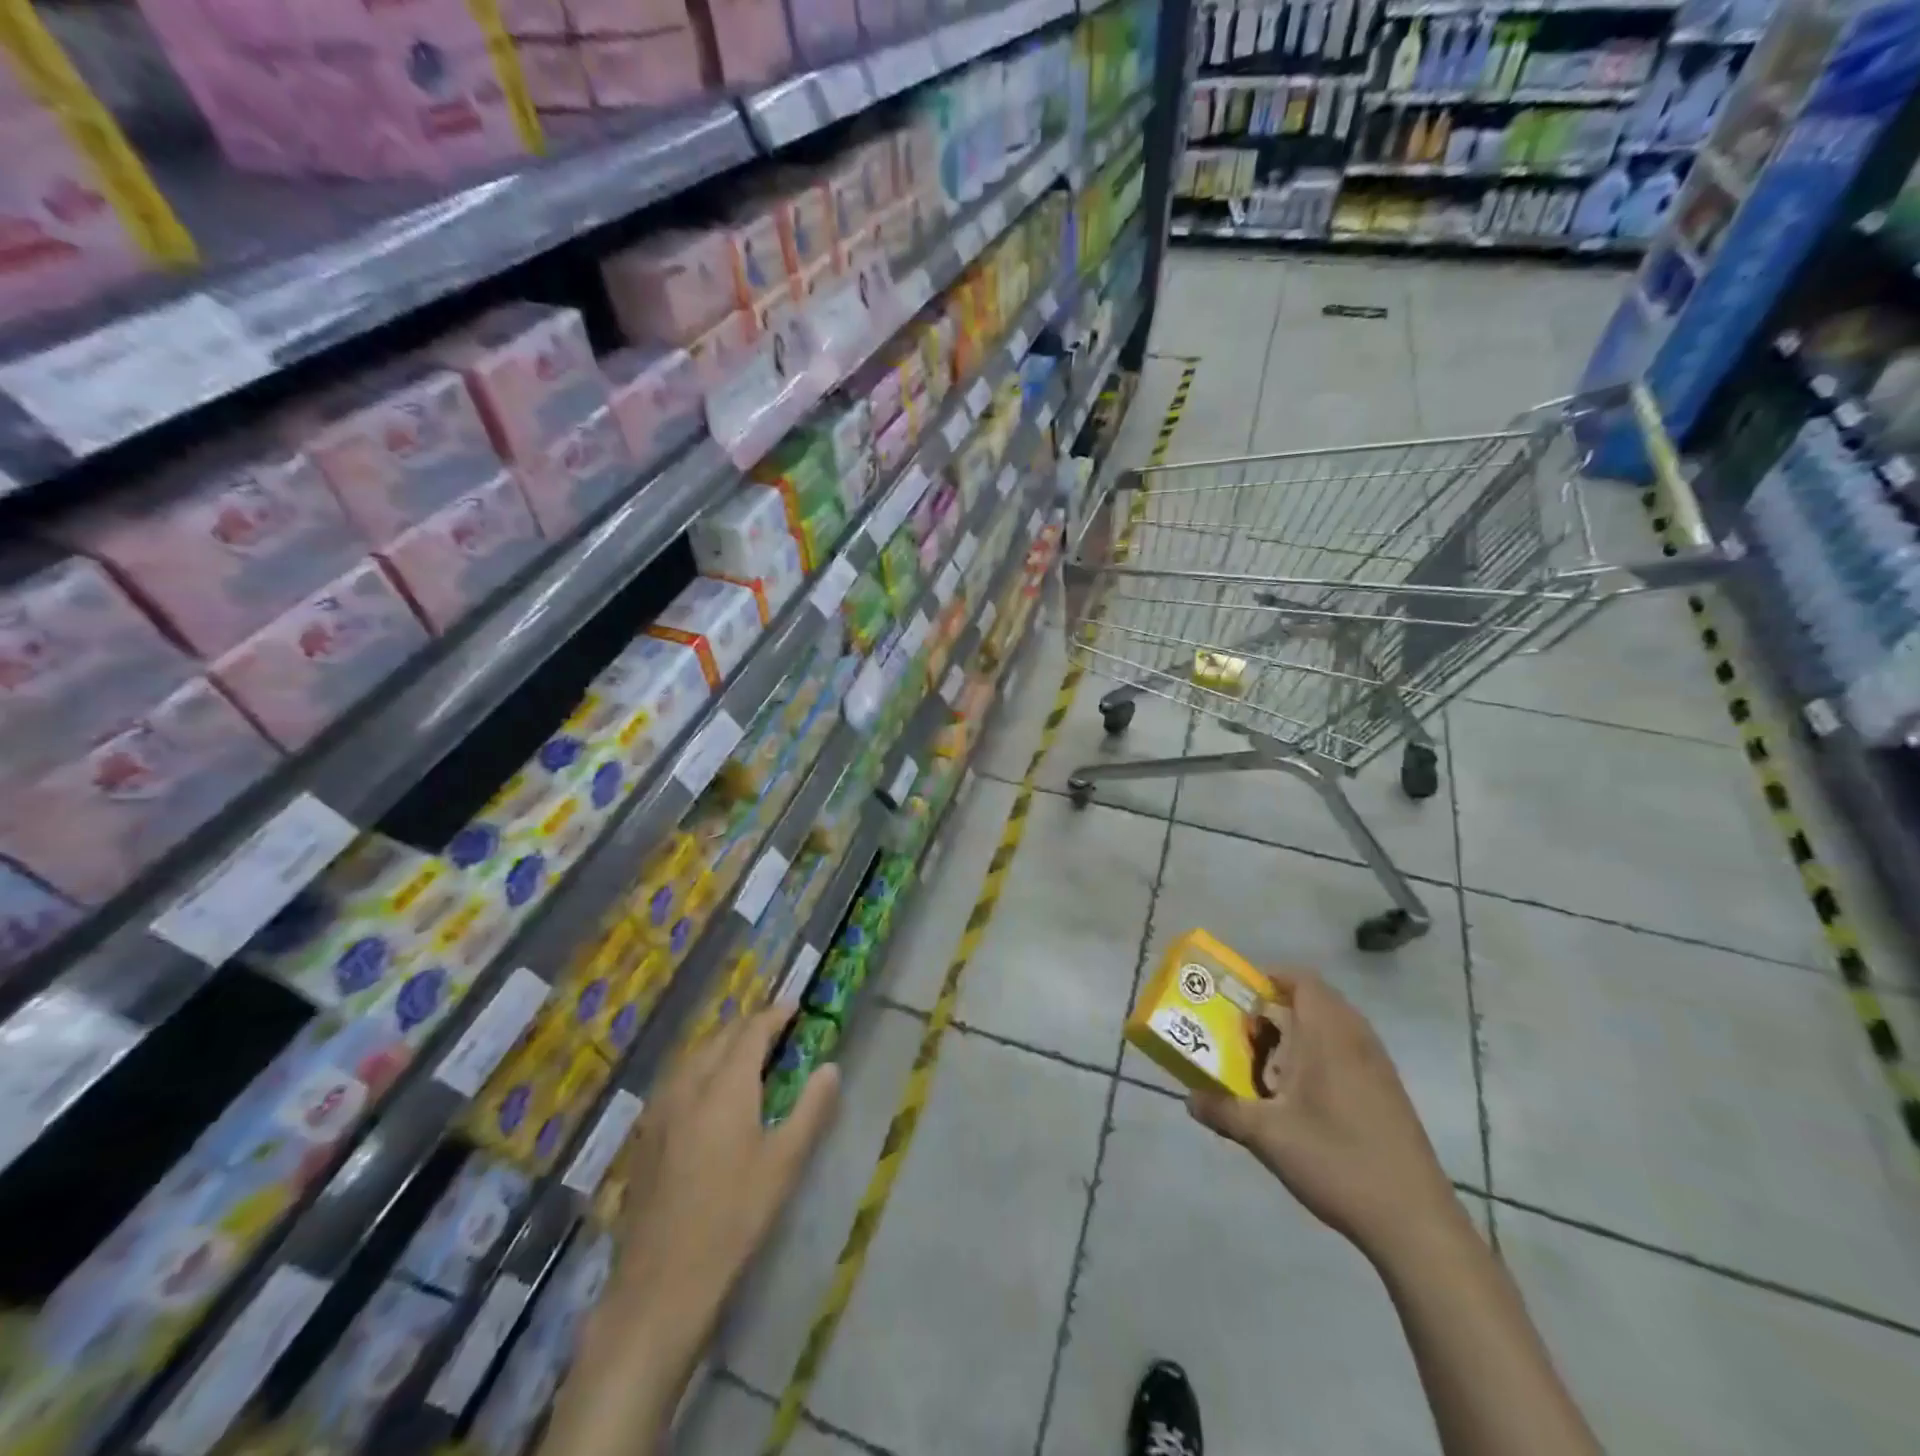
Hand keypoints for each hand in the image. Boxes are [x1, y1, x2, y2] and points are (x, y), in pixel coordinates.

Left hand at [607, 1005, 839, 1343]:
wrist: (662, 1281)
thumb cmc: (734, 1218)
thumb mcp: (784, 1163)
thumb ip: (811, 1108)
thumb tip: (830, 1067)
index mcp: (725, 1086)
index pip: (751, 1032)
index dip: (774, 1014)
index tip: (794, 1005)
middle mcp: (689, 1085)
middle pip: (719, 1037)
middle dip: (748, 1026)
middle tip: (775, 1029)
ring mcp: (660, 1109)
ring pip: (694, 1055)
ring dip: (722, 1044)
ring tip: (745, 1052)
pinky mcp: (646, 1133)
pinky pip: (677, 1078)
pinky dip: (700, 1066)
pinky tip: (708, 1090)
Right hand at [1187, 971, 1461, 1267]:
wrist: (1414, 1221)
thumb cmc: (1336, 1160)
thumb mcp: (1266, 1136)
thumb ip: (1224, 1110)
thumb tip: (1189, 1098)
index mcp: (1328, 1035)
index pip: (1303, 980)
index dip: (1271, 977)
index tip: (1241, 996)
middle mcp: (1357, 1040)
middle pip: (1318, 1000)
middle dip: (1280, 1008)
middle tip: (1250, 1032)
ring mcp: (1379, 1067)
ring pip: (1336, 1027)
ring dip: (1303, 1033)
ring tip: (1273, 1064)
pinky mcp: (1390, 1094)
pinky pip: (1351, 1052)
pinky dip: (1324, 1056)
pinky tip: (1306, 1098)